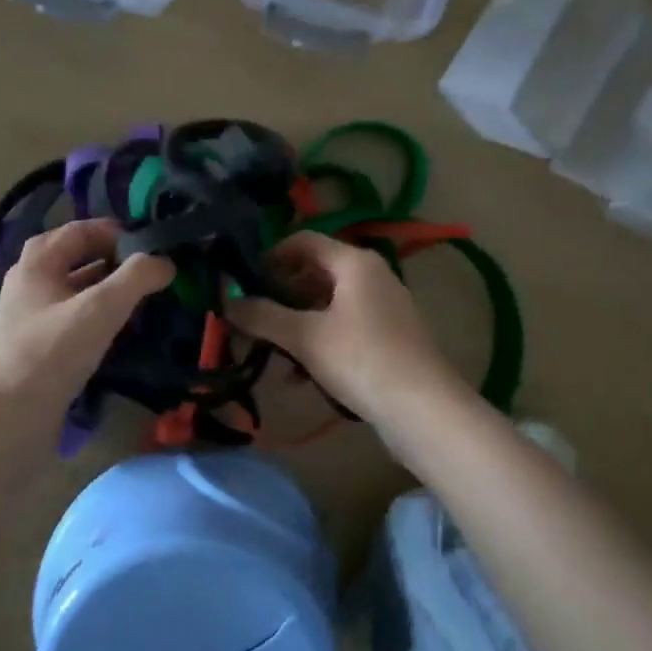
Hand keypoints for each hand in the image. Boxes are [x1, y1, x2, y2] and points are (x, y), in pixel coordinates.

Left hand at [0, 219, 173, 419]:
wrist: (9, 418)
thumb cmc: (52, 353)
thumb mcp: (100, 309)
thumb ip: (136, 278)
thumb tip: (165, 261)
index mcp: (37, 261)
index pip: (82, 230)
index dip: (118, 233)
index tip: (152, 247)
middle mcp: (29, 282)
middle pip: (77, 258)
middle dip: (115, 262)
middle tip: (150, 274)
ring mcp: (29, 316)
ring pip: (75, 290)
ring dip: (108, 291)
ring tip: (143, 302)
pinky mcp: (36, 346)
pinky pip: (72, 318)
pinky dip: (97, 317)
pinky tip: (118, 333)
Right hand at [230, 231, 459, 422]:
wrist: (423, 409)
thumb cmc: (361, 360)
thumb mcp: (305, 337)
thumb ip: (263, 316)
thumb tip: (228, 303)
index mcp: (354, 263)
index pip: (303, 241)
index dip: (271, 255)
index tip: (244, 279)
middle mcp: (372, 275)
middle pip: (316, 271)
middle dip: (281, 292)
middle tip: (252, 314)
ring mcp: (384, 306)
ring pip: (328, 303)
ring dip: (297, 320)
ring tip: (270, 347)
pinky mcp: (388, 336)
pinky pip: (344, 326)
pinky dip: (320, 339)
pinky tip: (300, 373)